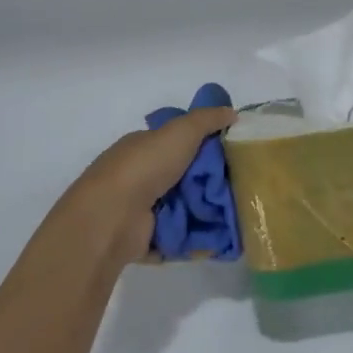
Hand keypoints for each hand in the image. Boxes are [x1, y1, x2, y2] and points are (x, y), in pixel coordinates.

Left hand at [54, 106, 235, 265]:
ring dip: (206, 213)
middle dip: (210, 184)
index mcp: (142, 148)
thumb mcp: (180, 132)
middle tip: (241, 188)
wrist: (112, 217)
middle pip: (184, 177)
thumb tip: (232, 112)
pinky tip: (219, 239)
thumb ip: (207, 119)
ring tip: (237, 215)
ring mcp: (140, 209)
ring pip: (183, 208)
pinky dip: (195, 239)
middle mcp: (139, 176)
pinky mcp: (145, 237)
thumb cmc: (144, 167)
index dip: (204, 147)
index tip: (233, 154)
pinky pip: (178, 236)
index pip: (177, 143)